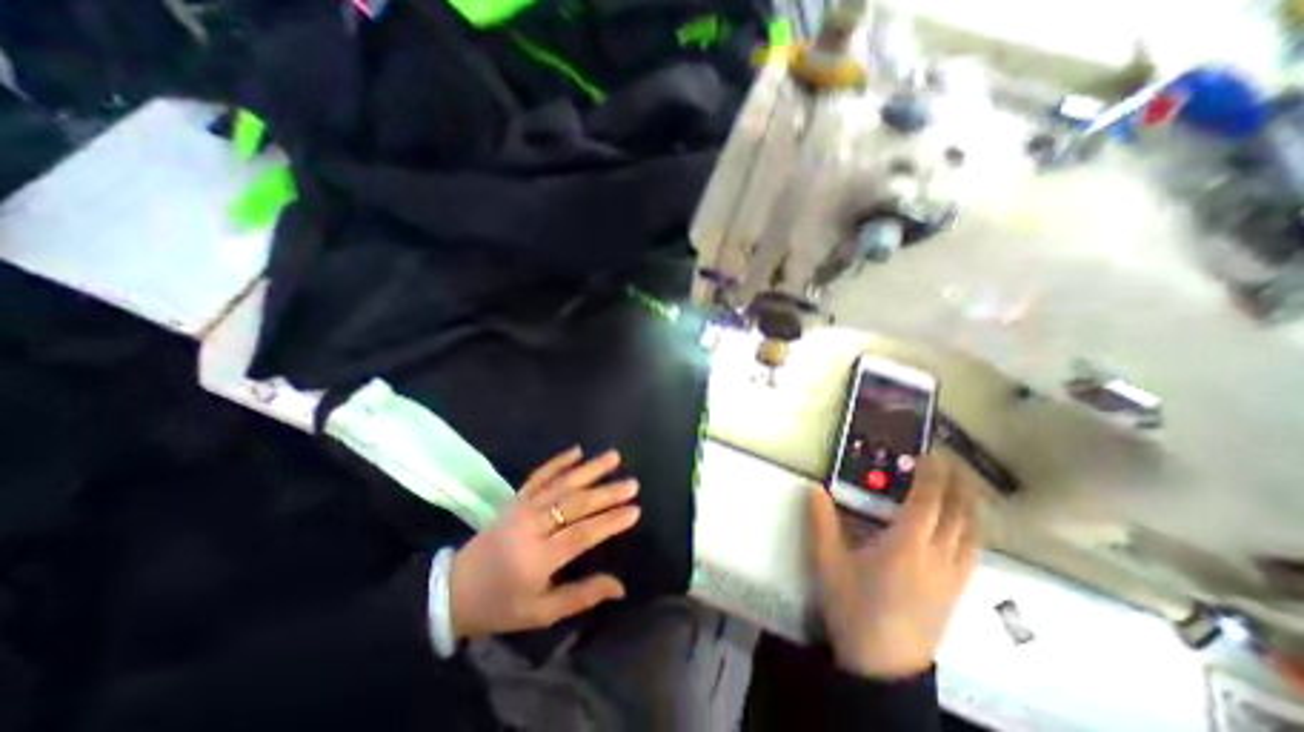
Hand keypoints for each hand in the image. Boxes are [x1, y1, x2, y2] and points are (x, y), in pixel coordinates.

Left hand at [450, 447, 640, 641]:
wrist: (453, 590)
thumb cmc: (500, 605)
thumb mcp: (540, 613)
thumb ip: (581, 597)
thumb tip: (620, 586)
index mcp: (537, 559)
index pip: (582, 534)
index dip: (610, 522)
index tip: (635, 510)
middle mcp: (531, 526)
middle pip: (575, 504)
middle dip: (607, 493)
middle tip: (632, 484)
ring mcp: (522, 507)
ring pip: (561, 484)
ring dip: (590, 469)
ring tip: (614, 457)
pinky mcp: (516, 498)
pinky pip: (539, 475)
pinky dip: (558, 461)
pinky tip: (577, 450)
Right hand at [812, 458, 983, 680]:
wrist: (884, 666)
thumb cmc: (854, 608)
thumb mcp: (828, 563)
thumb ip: (821, 523)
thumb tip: (815, 489)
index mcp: (906, 546)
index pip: (928, 502)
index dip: (932, 475)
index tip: (929, 454)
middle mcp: (937, 557)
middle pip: (958, 513)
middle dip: (956, 483)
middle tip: (947, 462)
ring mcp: (952, 576)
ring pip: (972, 532)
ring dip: (968, 504)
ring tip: (959, 486)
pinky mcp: (956, 591)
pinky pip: (973, 551)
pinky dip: (971, 528)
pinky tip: (962, 526)